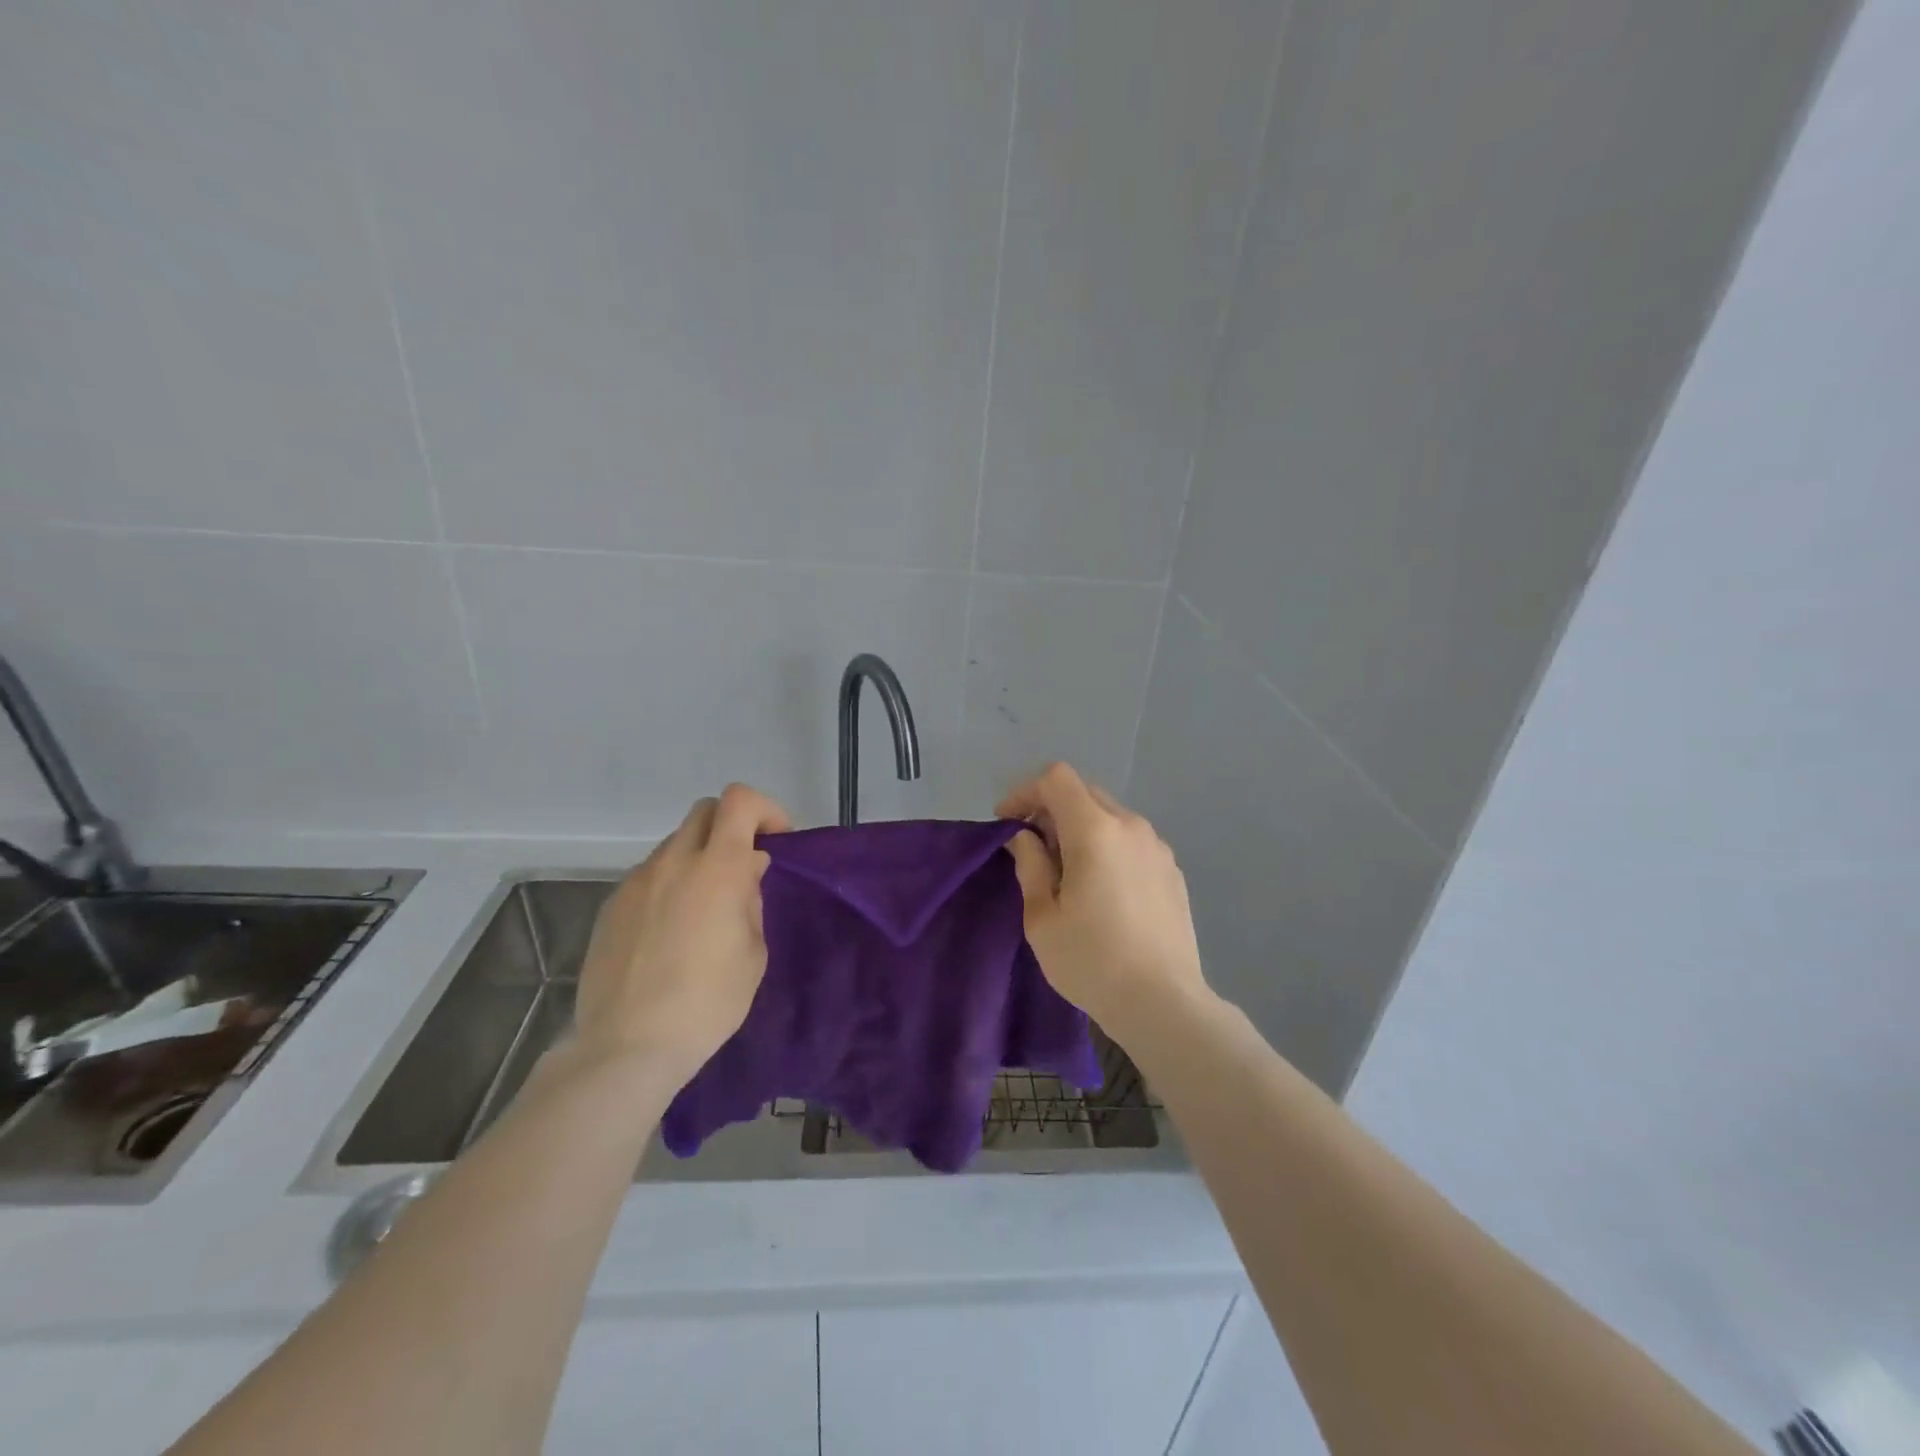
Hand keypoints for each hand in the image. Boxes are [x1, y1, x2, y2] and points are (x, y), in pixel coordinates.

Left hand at [573, 783, 791, 1087]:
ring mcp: (636, 882)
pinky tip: (672, 930)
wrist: (628, 1046)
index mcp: (716, 868)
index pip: (739, 800)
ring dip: (698, 858)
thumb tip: (745, 875)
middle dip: (731, 827)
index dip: (765, 810)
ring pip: (675, 845)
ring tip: (706, 907)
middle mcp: (673, 862)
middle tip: (744, 866)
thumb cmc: (708, 1002)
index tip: (776, 842)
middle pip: (704, 811)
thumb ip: (751, 901)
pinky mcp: (611, 906)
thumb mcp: (754, 953)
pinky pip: (650, 876)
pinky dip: (670, 885)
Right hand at [998, 763, 1210, 1039]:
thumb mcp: (1042, 916)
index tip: (1007, 823)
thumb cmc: (1091, 960)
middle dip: (1051, 808)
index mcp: (1095, 831)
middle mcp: (1131, 826)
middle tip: (1032, 846)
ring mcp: (1157, 847)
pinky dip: (1107, 846)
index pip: (1057, 779)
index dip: (1025, 791)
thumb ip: (1030, 863)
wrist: (1163, 1003)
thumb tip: (1023, 835)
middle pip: (1085, 792)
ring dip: (1081, 827)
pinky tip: (1101, 888)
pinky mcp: (1172, 870)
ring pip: (1110, 815)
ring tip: (1066, 870)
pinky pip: (1131, 840)